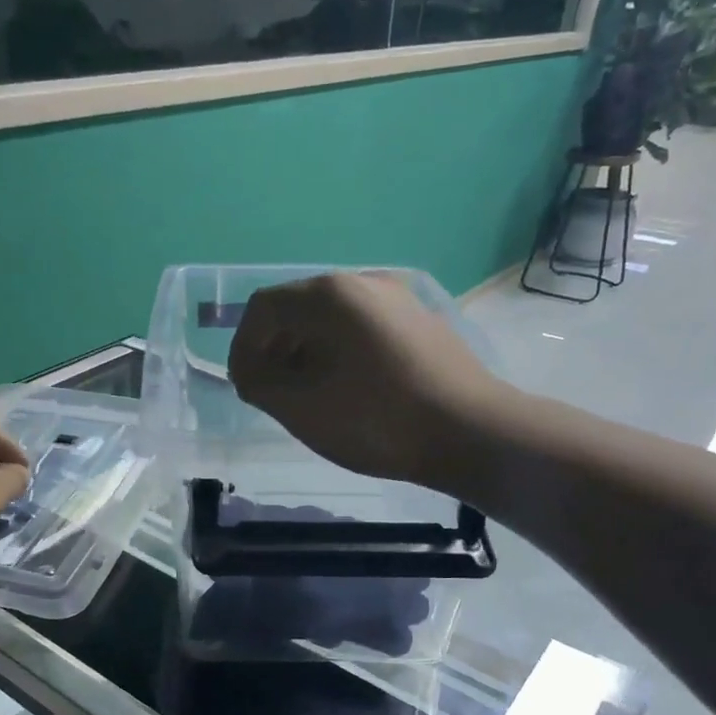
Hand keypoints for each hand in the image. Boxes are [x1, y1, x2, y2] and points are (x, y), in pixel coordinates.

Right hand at [228, 273, 499, 490]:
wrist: (473, 433)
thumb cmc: (377, 420)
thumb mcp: (301, 408)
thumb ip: (260, 383)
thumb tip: (251, 372)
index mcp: (330, 294)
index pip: (264, 308)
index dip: (242, 347)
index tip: (244, 388)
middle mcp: (363, 281)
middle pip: (298, 308)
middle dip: (274, 350)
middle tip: (270, 393)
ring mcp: (398, 298)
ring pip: (331, 320)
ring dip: (305, 353)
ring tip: (306, 395)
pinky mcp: (420, 322)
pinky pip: (362, 329)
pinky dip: (339, 353)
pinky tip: (348, 390)